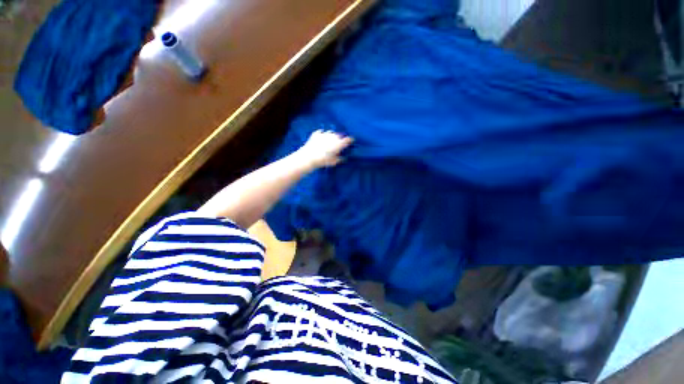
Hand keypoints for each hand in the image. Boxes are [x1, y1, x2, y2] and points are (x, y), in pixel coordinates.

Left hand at [296, 129, 353, 167]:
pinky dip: (322, 134)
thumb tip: (343, 158)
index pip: (348, 140)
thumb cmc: (323, 161)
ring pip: (330, 132)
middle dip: (339, 139)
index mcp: (339, 143)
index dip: (350, 140)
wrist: (309, 156)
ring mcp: (324, 134)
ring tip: (330, 141)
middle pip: (339, 135)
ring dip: (331, 136)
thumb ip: (339, 159)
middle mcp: (333, 137)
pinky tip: (321, 138)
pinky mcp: (316, 134)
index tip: (351, 141)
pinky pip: (321, 132)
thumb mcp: (333, 162)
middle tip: (338, 144)